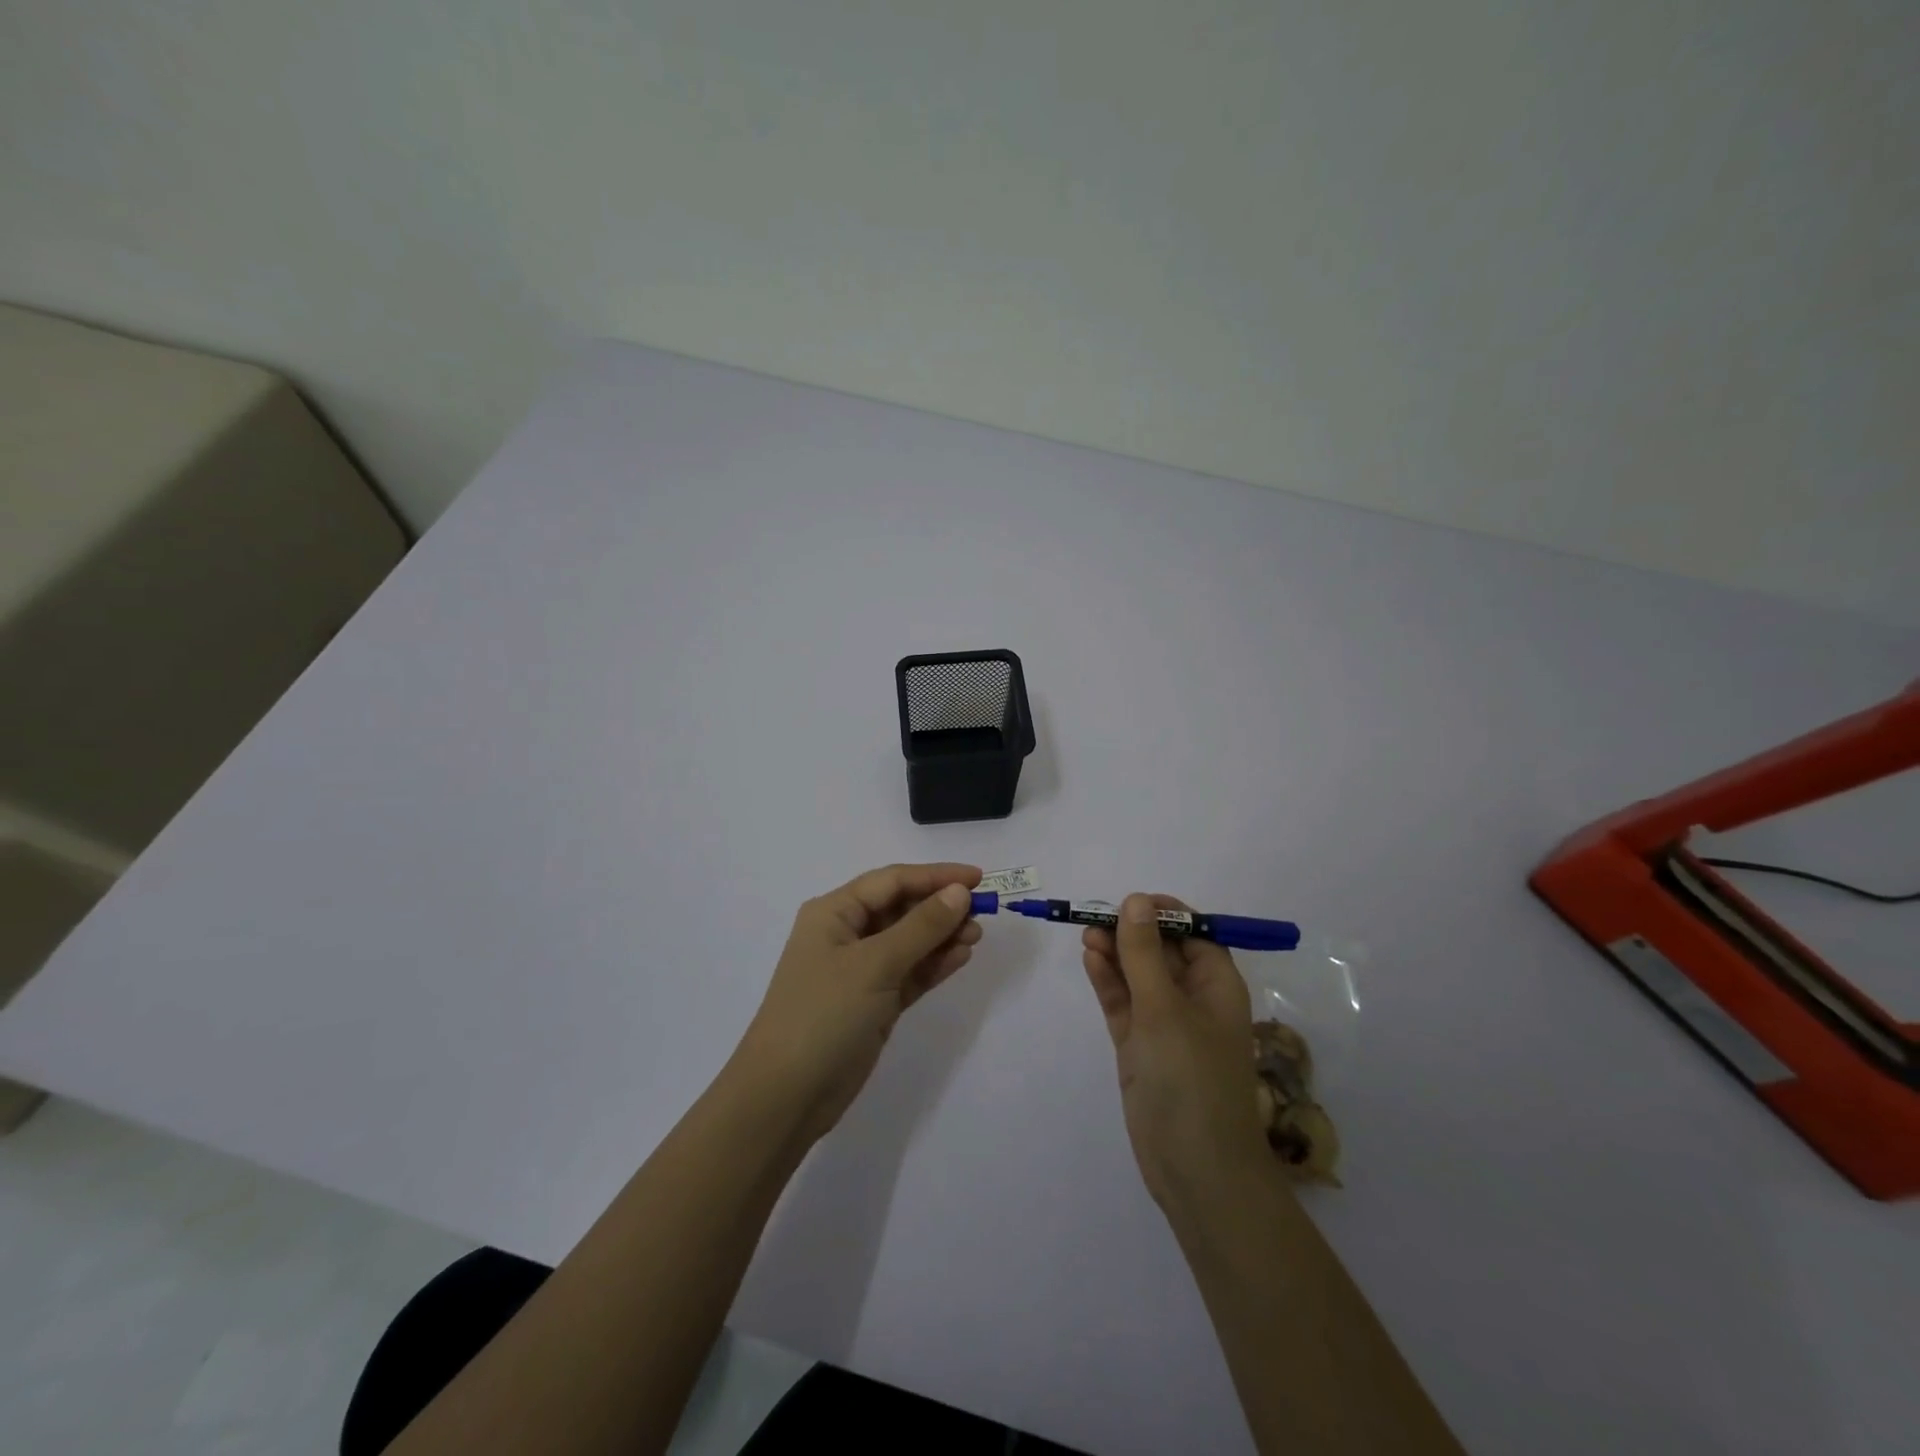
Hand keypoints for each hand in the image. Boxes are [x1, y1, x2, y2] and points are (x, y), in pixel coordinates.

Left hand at [734, 863, 983, 1143]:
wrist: (786, 1096)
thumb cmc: (824, 1014)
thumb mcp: (875, 964)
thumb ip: (921, 927)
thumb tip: (958, 893)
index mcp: (834, 913)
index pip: (891, 881)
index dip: (935, 876)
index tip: (977, 879)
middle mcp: (846, 935)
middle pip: (901, 908)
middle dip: (940, 907)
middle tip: (984, 913)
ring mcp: (860, 971)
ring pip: (909, 942)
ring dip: (942, 936)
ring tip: (977, 936)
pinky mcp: (873, 1003)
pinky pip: (910, 973)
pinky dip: (933, 964)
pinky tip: (961, 957)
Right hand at [1082, 894, 1274, 1212]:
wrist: (1196, 1169)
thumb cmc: (1191, 1077)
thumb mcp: (1164, 1007)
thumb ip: (1144, 953)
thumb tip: (1135, 900)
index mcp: (1217, 985)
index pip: (1194, 933)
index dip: (1163, 914)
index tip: (1129, 903)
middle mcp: (1193, 999)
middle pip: (1161, 951)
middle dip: (1131, 932)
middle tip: (1095, 918)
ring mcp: (1164, 1024)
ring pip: (1138, 975)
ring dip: (1115, 953)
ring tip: (1086, 934)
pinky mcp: (1141, 1047)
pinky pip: (1123, 1003)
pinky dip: (1108, 981)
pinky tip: (1090, 959)